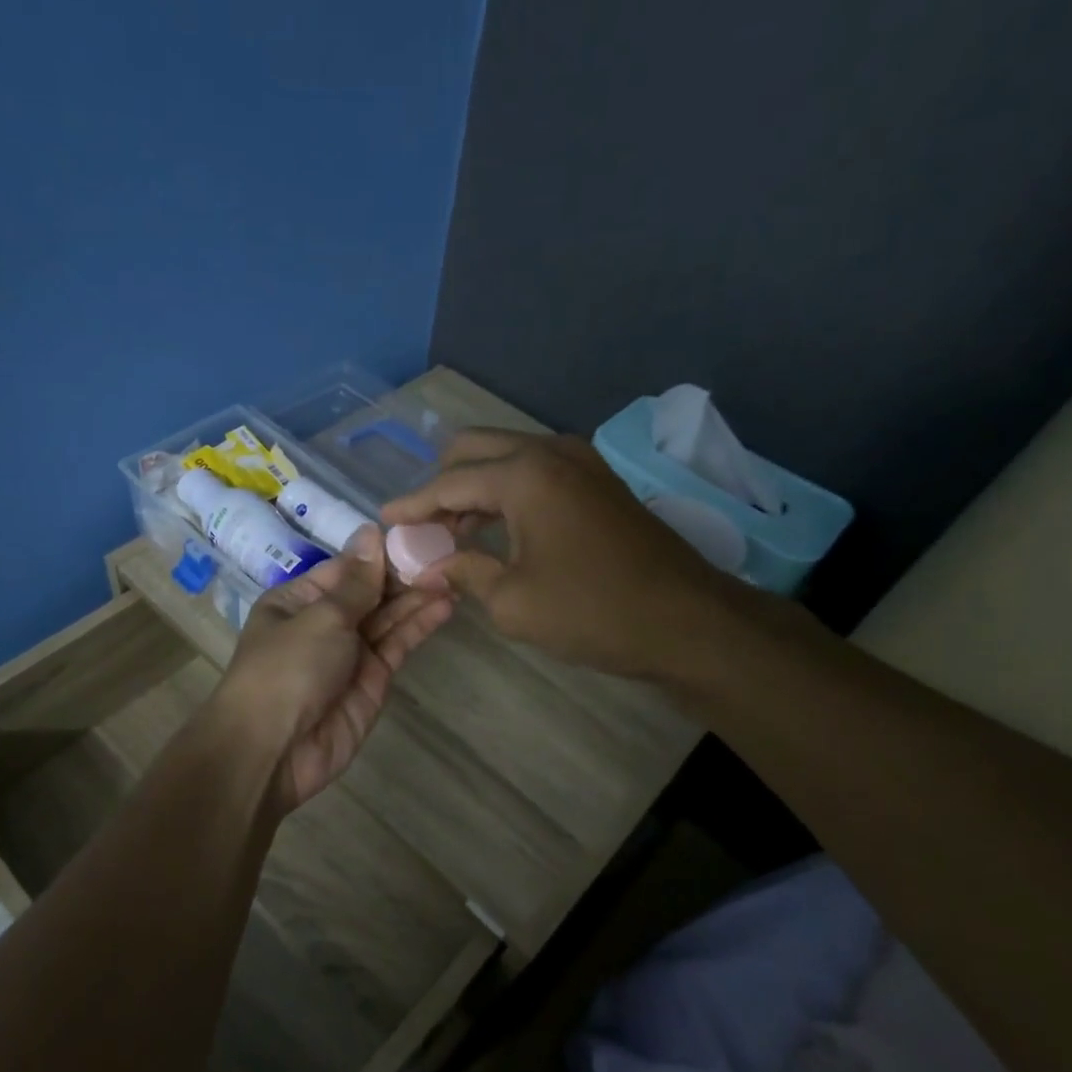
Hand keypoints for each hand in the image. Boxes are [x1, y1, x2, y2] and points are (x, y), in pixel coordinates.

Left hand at [214, 527, 451, 814]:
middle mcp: (324, 622)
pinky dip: (420, 625)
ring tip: (455, 574)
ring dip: (418, 597)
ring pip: (389, 617)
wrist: (274, 750)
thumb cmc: (287, 669)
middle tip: (448, 553)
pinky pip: (398, 645)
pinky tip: (446, 604)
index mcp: (298, 600)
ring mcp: (351, 652)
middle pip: (370, 591)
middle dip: (405, 574)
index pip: (346, 568)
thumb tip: (371, 532)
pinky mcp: (373, 680)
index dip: (380, 553)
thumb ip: (357, 581)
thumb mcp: (321, 617)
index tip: (419, 534)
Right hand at [381, 429, 743, 679]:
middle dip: (440, 484)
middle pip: (474, 450)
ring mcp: (580, 461)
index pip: (448, 483)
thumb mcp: (513, 602)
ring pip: (506, 457)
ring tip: (452, 533)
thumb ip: (464, 572)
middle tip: (422, 526)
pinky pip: (535, 471)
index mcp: (524, 475)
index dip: (412, 505)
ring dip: (474, 488)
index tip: (383, 520)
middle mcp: (549, 452)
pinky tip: (495, 529)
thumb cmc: (593, 612)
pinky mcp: (598, 480)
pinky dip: (506, 492)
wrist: (687, 621)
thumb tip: (431, 565)